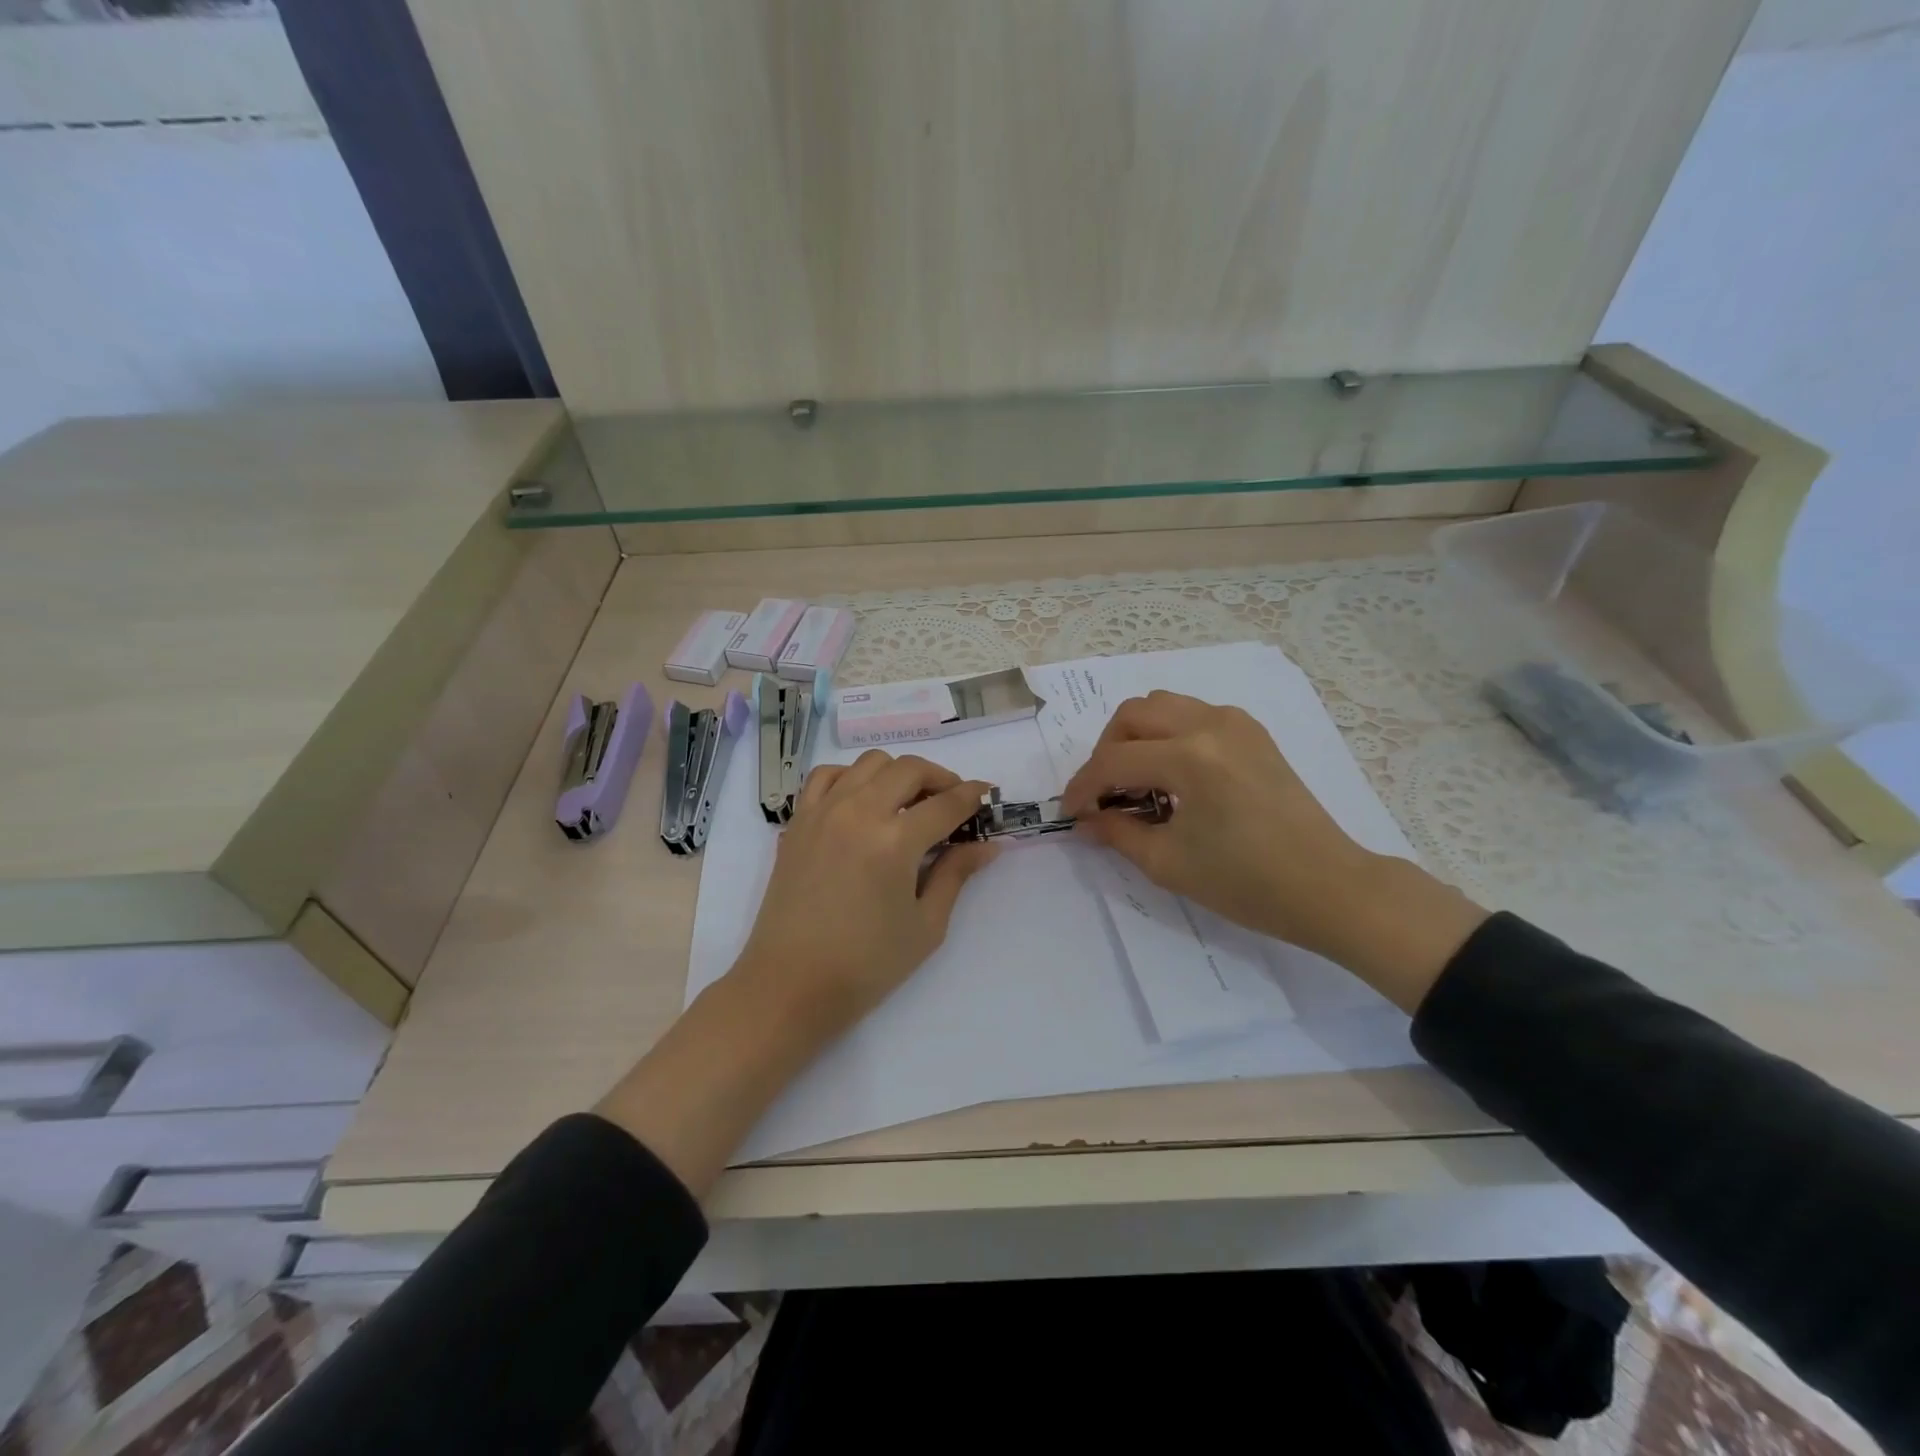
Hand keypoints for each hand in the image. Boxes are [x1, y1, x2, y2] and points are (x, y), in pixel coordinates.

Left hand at [734, 750, 999, 1033]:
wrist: (790, 985)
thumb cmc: (865, 965)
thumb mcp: (925, 926)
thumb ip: (956, 875)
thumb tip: (987, 845)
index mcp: (895, 842)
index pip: (946, 803)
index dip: (974, 796)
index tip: (988, 795)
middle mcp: (858, 812)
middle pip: (910, 769)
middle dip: (941, 778)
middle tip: (953, 803)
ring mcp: (823, 811)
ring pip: (870, 763)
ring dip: (899, 773)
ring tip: (910, 802)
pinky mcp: (798, 821)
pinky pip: (827, 776)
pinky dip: (852, 777)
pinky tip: (863, 801)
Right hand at [1060, 692, 1484, 1009]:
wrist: (1328, 886)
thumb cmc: (1247, 883)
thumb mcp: (1168, 863)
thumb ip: (1117, 833)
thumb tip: (1085, 820)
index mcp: (1190, 757)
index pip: (1114, 760)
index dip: (1082, 786)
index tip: (1070, 811)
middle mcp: (1210, 725)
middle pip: (1133, 714)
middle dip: (1106, 751)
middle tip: (1104, 793)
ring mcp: (1236, 723)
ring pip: (1163, 705)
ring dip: (1136, 736)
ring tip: (1136, 780)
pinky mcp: (1252, 732)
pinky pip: (1193, 714)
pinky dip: (1168, 734)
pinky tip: (1172, 774)